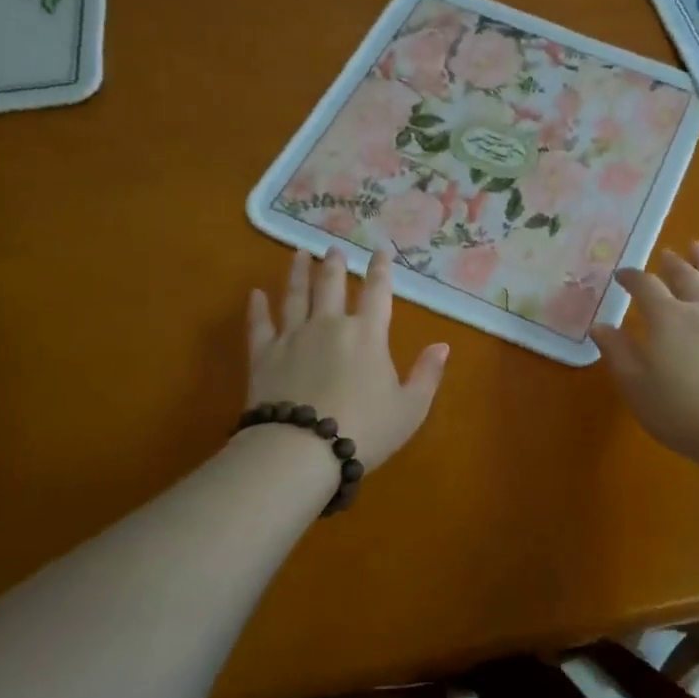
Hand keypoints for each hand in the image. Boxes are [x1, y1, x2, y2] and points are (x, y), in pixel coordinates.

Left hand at [245, 246, 448, 472]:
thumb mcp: (410, 408)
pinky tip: (255, 294)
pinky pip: (259, 324)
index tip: (379, 251)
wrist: (301, 450)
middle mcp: (329, 325)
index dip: (380, 270)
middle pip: (332, 285)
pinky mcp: (264, 355)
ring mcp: (293, 336)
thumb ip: (427, 374)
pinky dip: (257, 307)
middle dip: (335, 264)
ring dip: (299, 273)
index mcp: (367, 335)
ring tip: (299, 254)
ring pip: (295, 295)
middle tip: (333, 248)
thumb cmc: (364, 430)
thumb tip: (443, 345)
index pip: (377, 293)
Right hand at [590, 242, 698, 463]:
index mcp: (667, 319)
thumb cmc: (680, 410)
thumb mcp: (636, 385)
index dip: (632, 278)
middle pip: (685, 278)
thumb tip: (600, 326)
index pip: (646, 287)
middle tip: (665, 253)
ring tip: (697, 248)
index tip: (621, 275)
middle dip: (672, 264)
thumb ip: (617, 352)